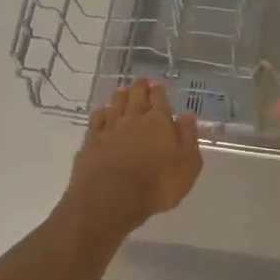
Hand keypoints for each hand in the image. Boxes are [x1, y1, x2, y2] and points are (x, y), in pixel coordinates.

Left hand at [69, 79, 201, 230]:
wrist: (112, 198)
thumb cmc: (157, 184)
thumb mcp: (187, 164)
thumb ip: (188, 137)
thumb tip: (187, 115)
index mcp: (159, 122)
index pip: (159, 99)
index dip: (159, 91)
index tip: (158, 85)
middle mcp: (133, 119)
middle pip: (136, 96)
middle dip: (140, 87)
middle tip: (142, 81)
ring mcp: (110, 128)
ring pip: (115, 104)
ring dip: (121, 96)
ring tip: (123, 90)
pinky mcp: (91, 141)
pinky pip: (97, 120)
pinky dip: (101, 113)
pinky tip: (103, 112)